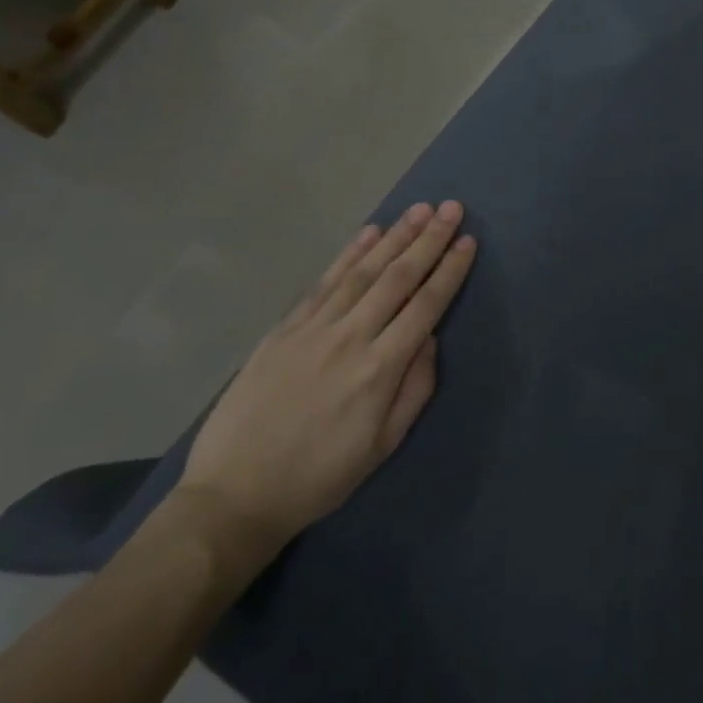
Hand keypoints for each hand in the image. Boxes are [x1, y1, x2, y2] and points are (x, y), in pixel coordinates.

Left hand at [176, 202, 476, 561]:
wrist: (234, 495)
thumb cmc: (319, 477)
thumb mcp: (382, 446)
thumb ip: (415, 388)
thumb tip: (430, 338)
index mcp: (380, 369)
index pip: (425, 306)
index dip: (449, 271)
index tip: (467, 241)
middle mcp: (350, 338)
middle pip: (398, 278)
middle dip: (428, 240)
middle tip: (451, 208)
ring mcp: (314, 329)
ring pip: (362, 272)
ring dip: (394, 237)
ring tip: (419, 210)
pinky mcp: (285, 329)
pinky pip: (324, 282)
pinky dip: (349, 255)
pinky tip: (369, 233)